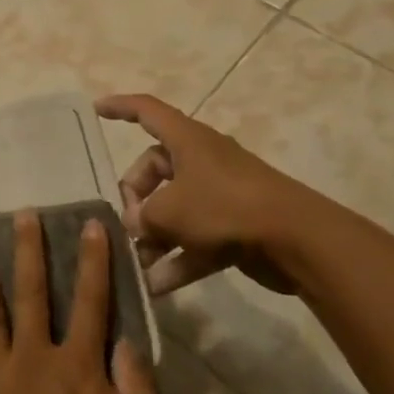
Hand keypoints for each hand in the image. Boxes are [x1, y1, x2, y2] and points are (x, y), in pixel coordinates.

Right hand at [95, 92, 307, 295]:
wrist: (297, 240)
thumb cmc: (225, 208)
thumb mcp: (169, 211)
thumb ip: (142, 217)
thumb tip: (135, 226)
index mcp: (186, 140)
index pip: (147, 111)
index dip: (120, 107)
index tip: (96, 109)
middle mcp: (202, 162)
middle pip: (154, 170)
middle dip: (135, 198)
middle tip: (127, 225)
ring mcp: (219, 195)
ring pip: (174, 209)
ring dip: (153, 236)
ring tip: (136, 263)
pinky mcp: (233, 227)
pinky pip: (194, 239)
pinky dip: (176, 259)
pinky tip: (156, 286)